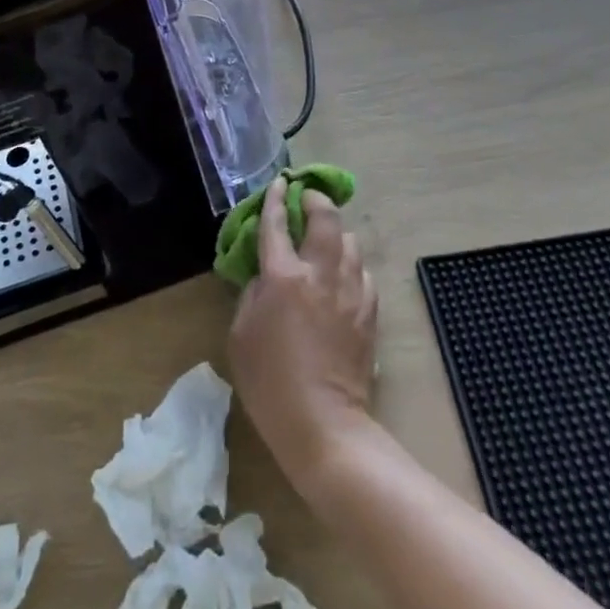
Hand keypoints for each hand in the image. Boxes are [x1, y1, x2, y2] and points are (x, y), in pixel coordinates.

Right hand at [229, 180, 378, 485]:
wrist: (323, 425)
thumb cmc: (269, 382)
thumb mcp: (240, 334)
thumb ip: (251, 293)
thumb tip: (264, 274)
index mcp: (283, 277)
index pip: (277, 224)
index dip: (276, 199)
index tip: (279, 183)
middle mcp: (320, 273)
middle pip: (326, 219)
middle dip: (316, 200)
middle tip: (308, 199)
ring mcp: (349, 291)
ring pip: (350, 241)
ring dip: (337, 233)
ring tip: (326, 240)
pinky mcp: (369, 312)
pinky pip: (363, 272)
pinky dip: (352, 264)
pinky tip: (344, 275)